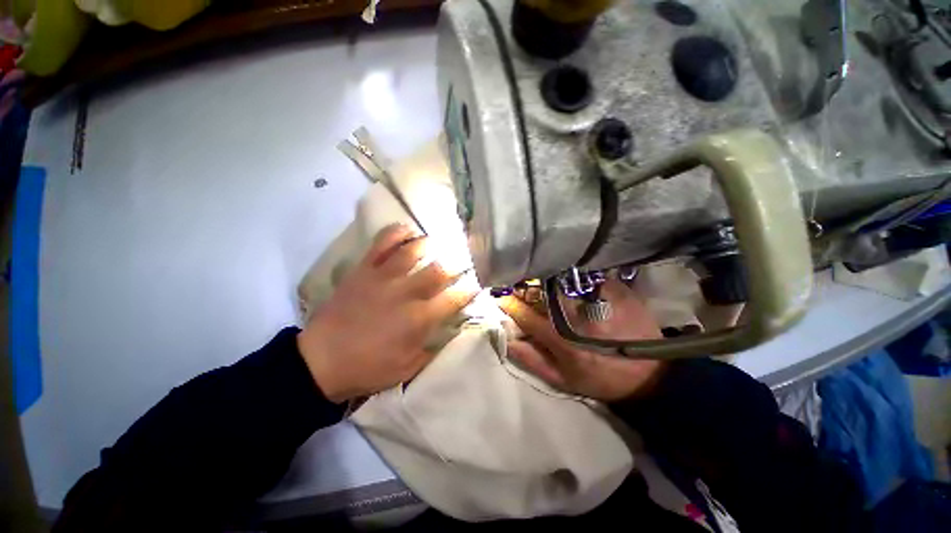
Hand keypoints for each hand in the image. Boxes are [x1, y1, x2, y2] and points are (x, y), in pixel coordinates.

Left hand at [297, 224, 476, 402]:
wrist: (319, 361)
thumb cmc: (368, 368)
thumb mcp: (408, 368)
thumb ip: (433, 346)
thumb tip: (449, 328)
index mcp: (419, 318)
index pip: (455, 298)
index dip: (470, 290)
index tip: (475, 287)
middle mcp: (406, 293)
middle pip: (439, 270)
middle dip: (456, 266)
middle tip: (459, 266)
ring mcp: (384, 277)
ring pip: (414, 250)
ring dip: (430, 246)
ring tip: (437, 245)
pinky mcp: (364, 270)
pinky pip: (382, 243)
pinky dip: (397, 233)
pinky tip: (408, 231)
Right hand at [500, 278, 665, 402]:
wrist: (651, 373)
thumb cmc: (600, 378)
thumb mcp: (563, 380)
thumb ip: (531, 360)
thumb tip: (508, 339)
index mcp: (560, 337)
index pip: (525, 314)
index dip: (509, 304)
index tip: (502, 298)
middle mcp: (575, 313)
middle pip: (540, 291)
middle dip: (525, 287)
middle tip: (521, 287)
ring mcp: (596, 297)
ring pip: (560, 279)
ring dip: (546, 279)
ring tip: (542, 280)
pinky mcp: (614, 287)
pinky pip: (584, 274)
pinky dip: (572, 275)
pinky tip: (569, 277)